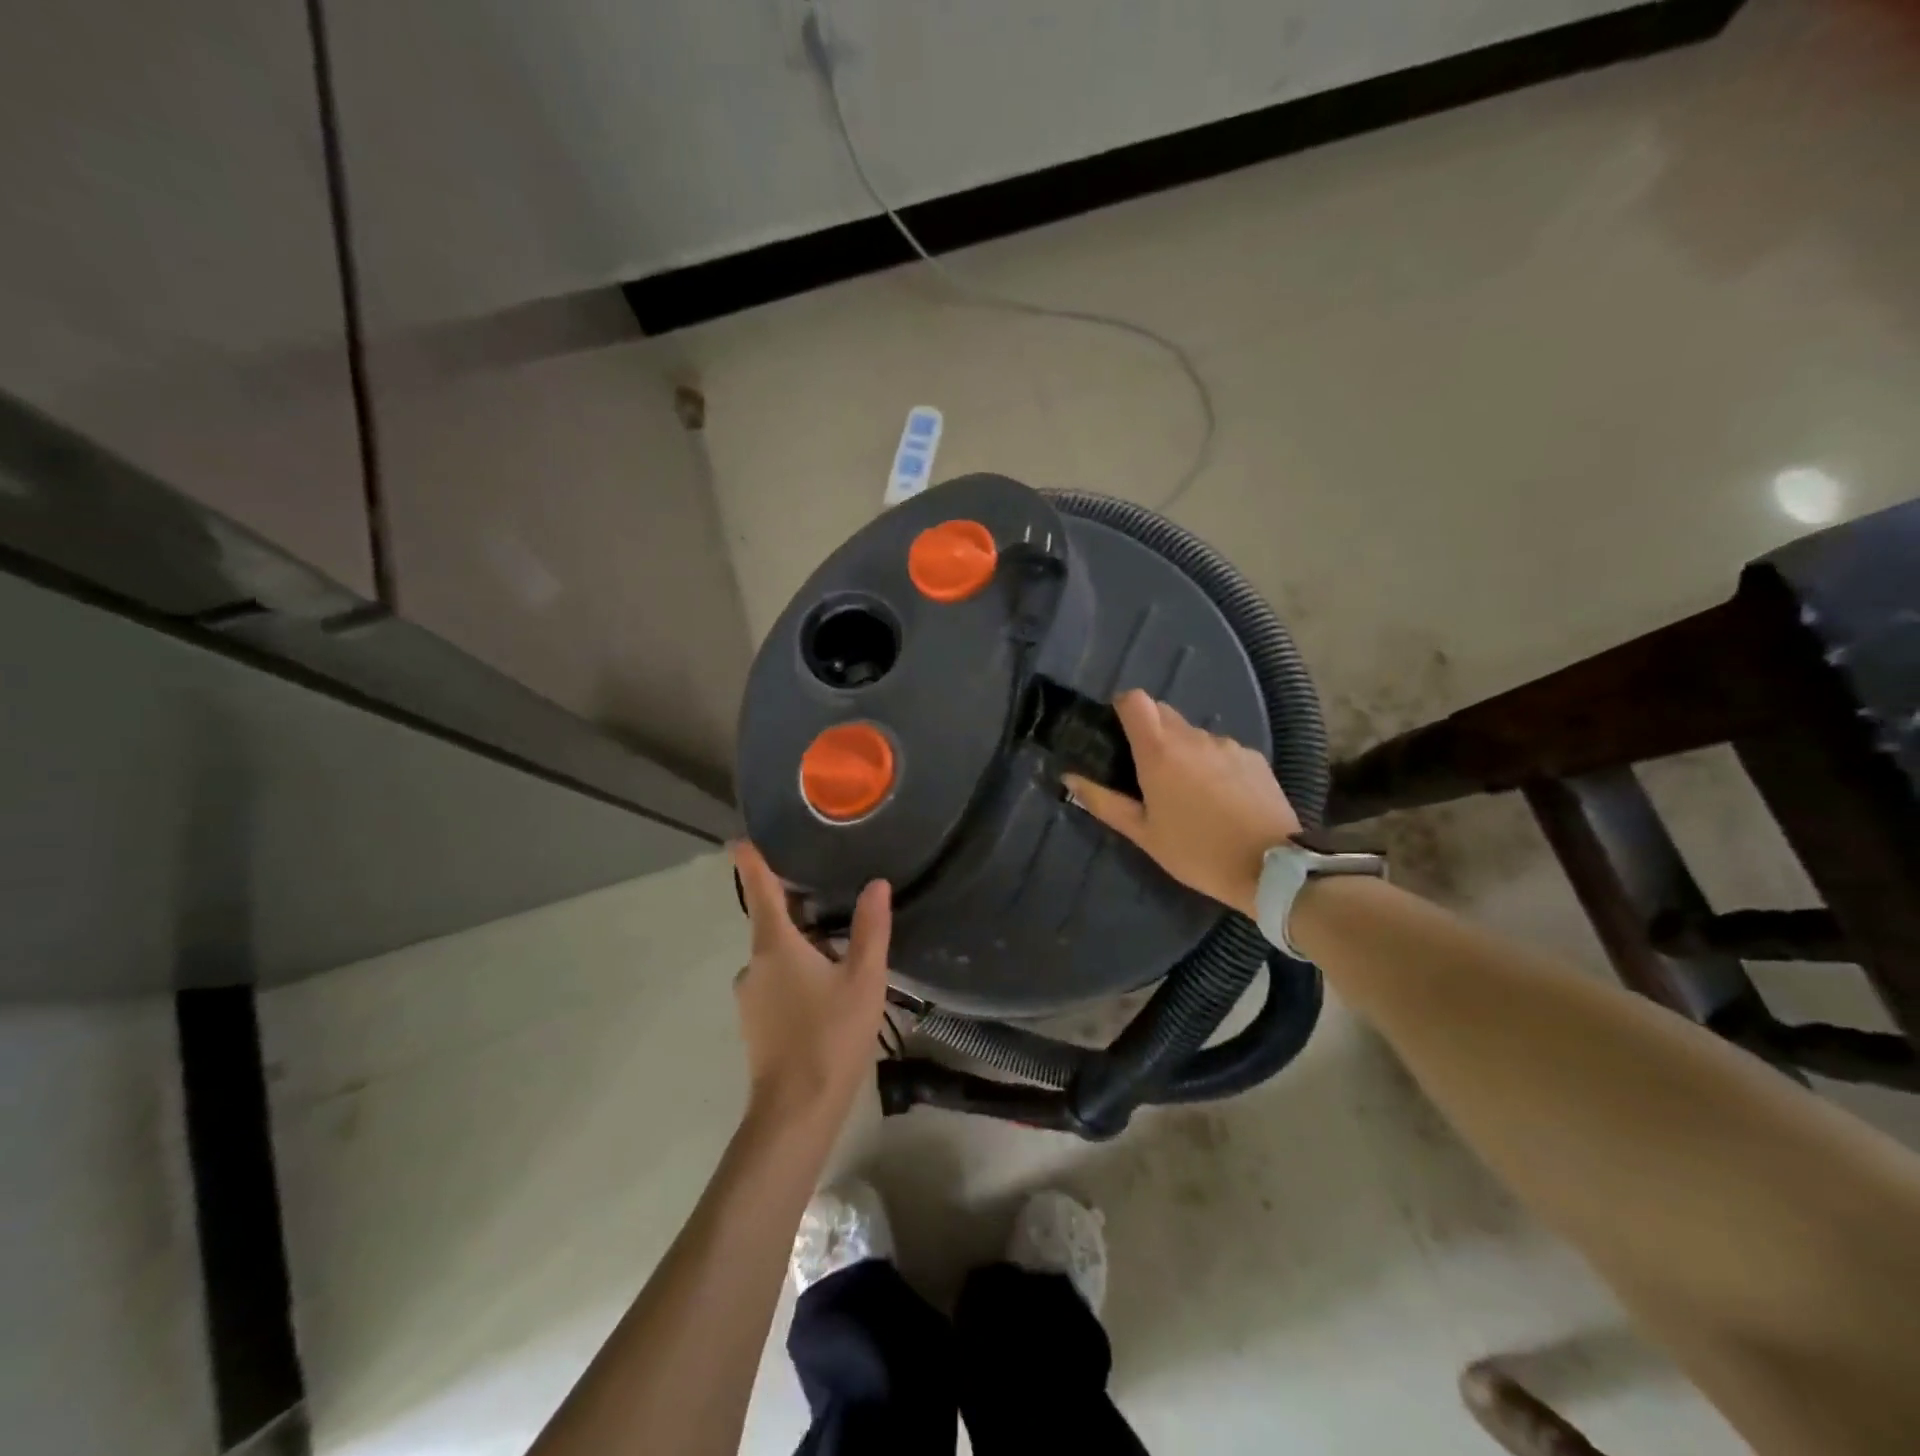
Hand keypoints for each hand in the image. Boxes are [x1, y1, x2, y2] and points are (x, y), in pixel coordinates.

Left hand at [731, 841, 890, 1134]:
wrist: (796, 1111)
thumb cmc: (831, 1036)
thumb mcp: (864, 979)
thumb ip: (871, 929)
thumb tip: (877, 884)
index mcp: (775, 945)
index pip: (761, 890)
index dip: (751, 863)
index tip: (740, 840)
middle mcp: (753, 964)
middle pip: (771, 922)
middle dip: (794, 906)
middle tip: (826, 891)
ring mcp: (749, 996)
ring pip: (775, 956)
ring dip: (799, 945)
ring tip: (838, 945)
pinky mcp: (754, 1022)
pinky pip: (774, 981)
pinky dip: (794, 972)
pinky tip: (824, 988)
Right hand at [1062, 690, 1299, 916]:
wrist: (1272, 868)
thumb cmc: (1196, 852)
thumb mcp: (1143, 834)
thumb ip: (1103, 802)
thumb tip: (1070, 778)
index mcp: (1160, 751)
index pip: (1135, 700)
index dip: (1122, 708)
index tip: (1117, 732)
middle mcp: (1194, 737)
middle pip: (1163, 713)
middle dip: (1150, 733)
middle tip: (1146, 772)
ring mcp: (1228, 745)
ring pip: (1194, 735)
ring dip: (1183, 752)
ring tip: (1188, 794)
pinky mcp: (1255, 758)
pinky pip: (1222, 751)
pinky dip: (1213, 765)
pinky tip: (1221, 800)